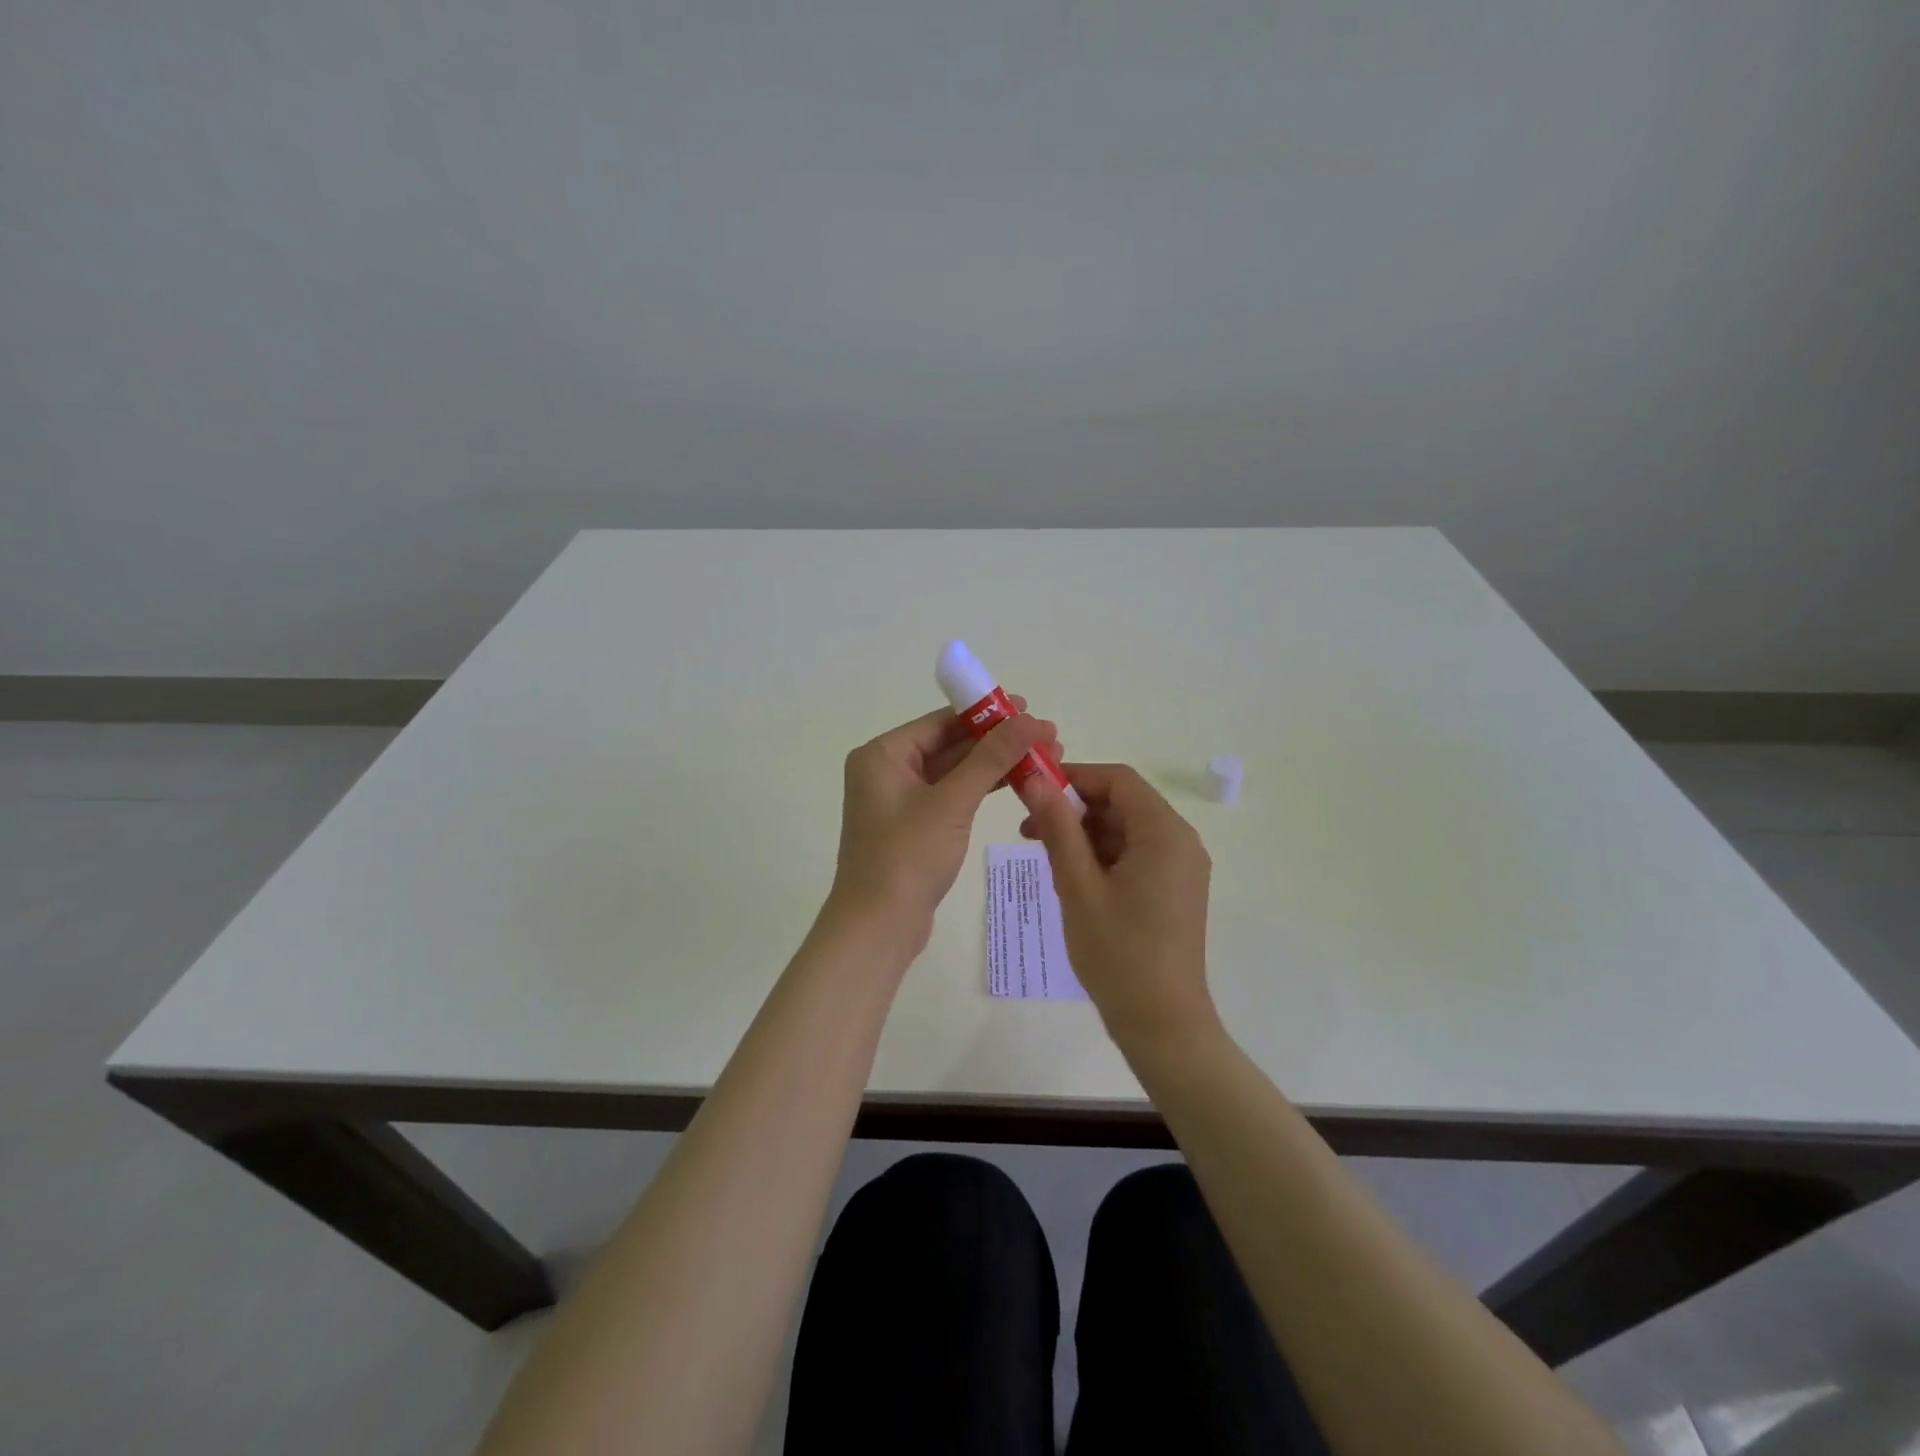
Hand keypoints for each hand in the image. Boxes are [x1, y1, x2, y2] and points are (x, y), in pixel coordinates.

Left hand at [827, 702, 1061, 954]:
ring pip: (954, 771)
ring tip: (1043, 759)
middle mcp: (887, 770)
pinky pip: (952, 796)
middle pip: (950, 744)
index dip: (988, 714)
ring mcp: (900, 800)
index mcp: (883, 754)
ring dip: (995, 765)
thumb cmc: (907, 857)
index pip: (942, 721)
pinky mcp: (914, 826)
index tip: (1030, 710)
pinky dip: (982, 789)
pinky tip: (1018, 784)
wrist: (878, 927)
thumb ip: (991, 758)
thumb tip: (1029, 719)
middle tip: (1047, 738)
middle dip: (998, 741)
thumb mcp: (952, 802)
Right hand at [1022, 764, 1219, 1055]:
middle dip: (1075, 809)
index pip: (1118, 780)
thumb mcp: (1078, 886)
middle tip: (1029, 829)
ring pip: (1126, 830)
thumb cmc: (1118, 953)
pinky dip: (1102, 856)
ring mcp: (1181, 867)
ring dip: (1085, 835)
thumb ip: (1058, 828)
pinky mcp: (1174, 889)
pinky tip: (1071, 877)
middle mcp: (1180, 842)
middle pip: (1123, 803)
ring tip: (1044, 857)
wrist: (1162, 1023)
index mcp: (1164, 833)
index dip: (1074, 778)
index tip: (1034, 791)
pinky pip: (1135, 855)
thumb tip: (1036, 781)